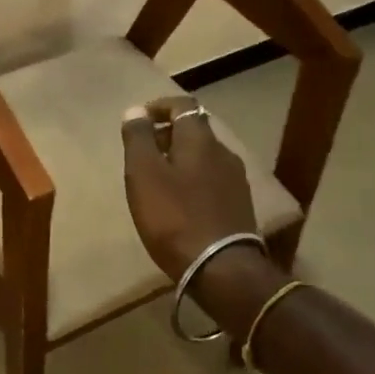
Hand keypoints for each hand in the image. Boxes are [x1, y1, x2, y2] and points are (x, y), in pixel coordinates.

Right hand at [121, 97, 259, 279]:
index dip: (160, 107)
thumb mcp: (144, 174)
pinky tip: (178, 200)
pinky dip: (191, 179)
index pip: (183, 106)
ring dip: (179, 158)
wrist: (220, 268)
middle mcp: (223, 153)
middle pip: (194, 131)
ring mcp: (235, 180)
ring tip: (156, 178)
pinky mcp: (238, 205)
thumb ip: (138, 138)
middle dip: (167, 134)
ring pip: (203, 157)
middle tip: (141, 152)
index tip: (139, 119)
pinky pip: (211, 179)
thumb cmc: (174, 216)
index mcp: (200, 140)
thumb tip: (136, 110)